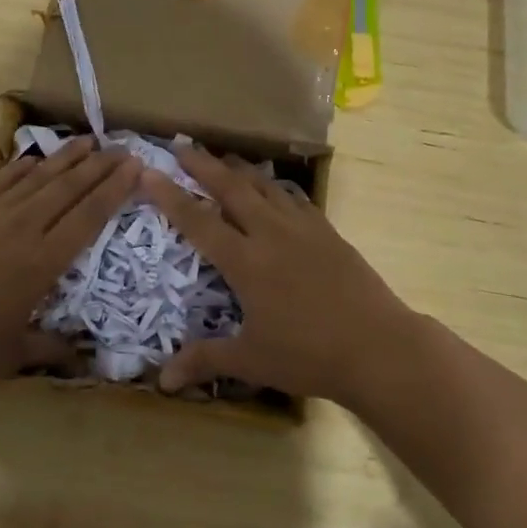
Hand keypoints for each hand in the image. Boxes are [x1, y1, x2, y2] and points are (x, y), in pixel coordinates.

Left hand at [0, 137, 140, 400]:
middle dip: (100, 166)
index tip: (136, 167)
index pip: (89, 216)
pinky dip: (23, 167)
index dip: (115, 189)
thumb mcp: (13, 354)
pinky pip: (2, 180)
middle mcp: (24, 229)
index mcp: (43, 263)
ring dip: (67, 158)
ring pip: (39, 177)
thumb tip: (85, 359)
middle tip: (124, 148)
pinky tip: (37, 158)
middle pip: (70, 188)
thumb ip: (53, 349)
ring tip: (90, 141)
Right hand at [142, 144, 424, 404]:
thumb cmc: (308, 355)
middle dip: (203, 165)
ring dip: (240, 169)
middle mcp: (270, 233)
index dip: (170, 195)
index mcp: (245, 261)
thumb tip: (161, 382)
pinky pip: (294, 198)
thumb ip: (205, 360)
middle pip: (231, 188)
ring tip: (223, 157)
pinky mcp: (328, 231)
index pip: (198, 220)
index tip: (149, 171)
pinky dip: (275, 187)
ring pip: (264, 186)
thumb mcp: (251, 360)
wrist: (377, 345)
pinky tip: (274, 188)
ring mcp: (302, 228)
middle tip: (182, 145)